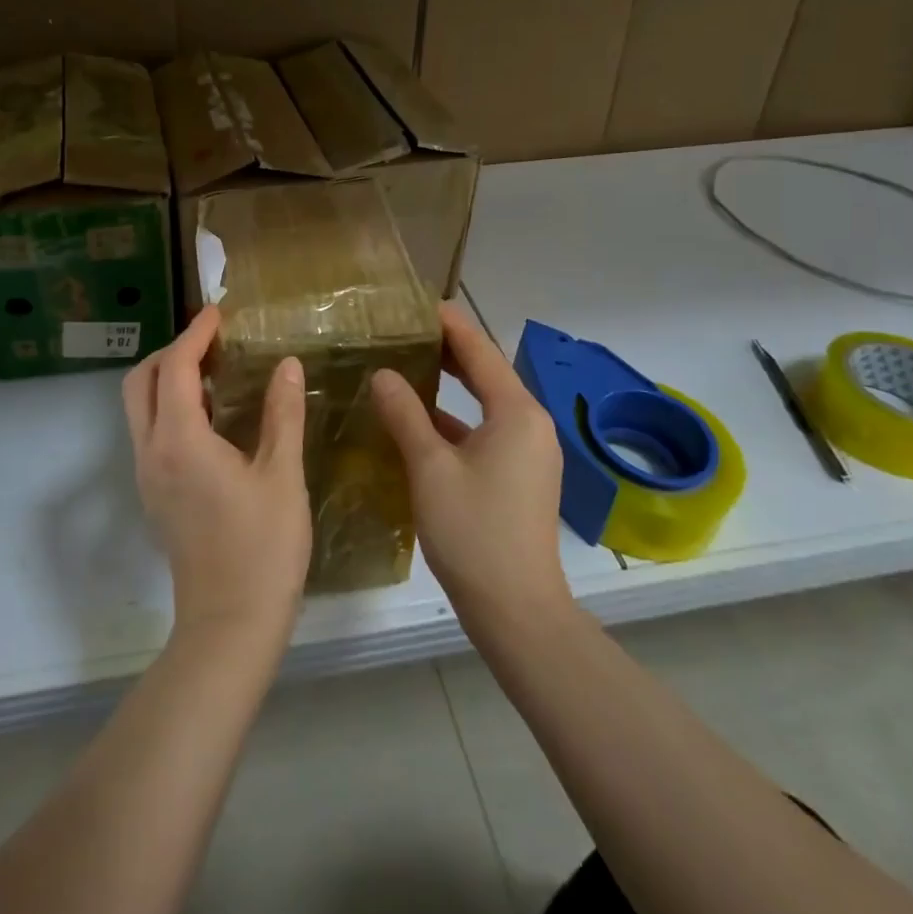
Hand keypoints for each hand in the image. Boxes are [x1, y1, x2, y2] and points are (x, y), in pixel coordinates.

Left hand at [122, 306, 311, 642]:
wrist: (230, 626)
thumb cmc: (262, 549)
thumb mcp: (282, 476)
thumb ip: (282, 414)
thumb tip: (287, 364)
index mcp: (179, 442)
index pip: (173, 368)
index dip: (195, 334)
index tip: (219, 313)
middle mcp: (151, 453)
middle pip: (139, 382)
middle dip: (170, 351)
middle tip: (213, 342)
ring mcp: (147, 476)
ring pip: (139, 407)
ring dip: (167, 378)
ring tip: (215, 371)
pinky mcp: (155, 494)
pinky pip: (150, 431)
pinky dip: (169, 406)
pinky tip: (211, 415)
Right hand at [372, 302, 570, 626]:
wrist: (517, 610)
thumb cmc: (473, 531)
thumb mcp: (430, 468)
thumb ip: (405, 414)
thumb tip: (383, 374)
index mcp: (516, 412)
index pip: (480, 350)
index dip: (449, 323)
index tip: (417, 303)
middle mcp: (529, 424)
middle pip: (486, 372)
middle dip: (448, 350)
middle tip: (405, 330)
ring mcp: (528, 452)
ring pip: (484, 403)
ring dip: (450, 384)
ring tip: (407, 364)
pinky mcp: (519, 476)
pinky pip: (484, 430)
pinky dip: (454, 418)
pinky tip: (419, 419)